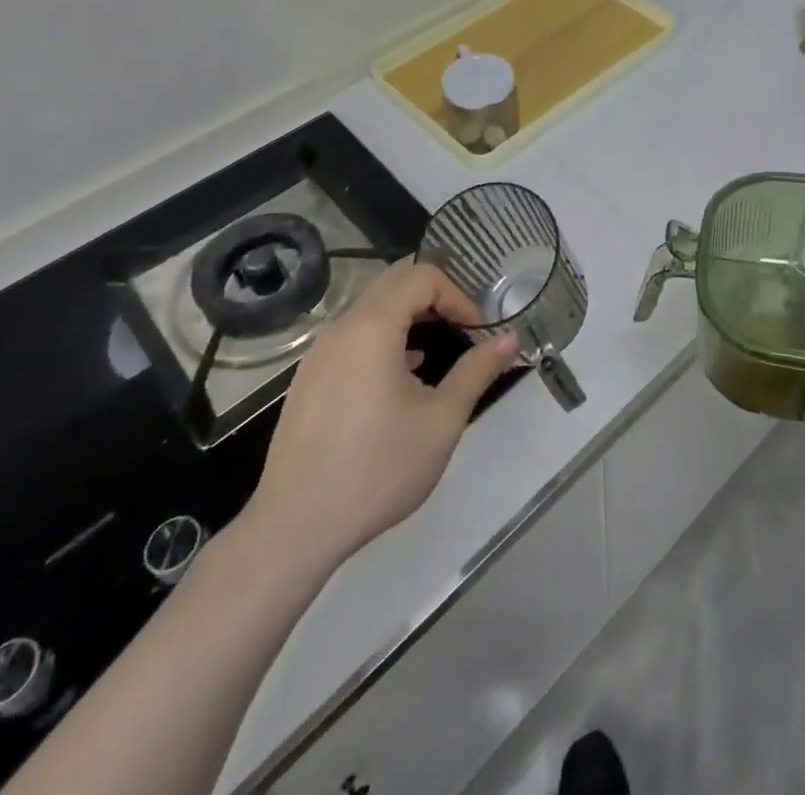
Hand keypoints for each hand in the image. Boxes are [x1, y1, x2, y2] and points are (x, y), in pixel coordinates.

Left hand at [237, 260, 519, 590]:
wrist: (294, 528)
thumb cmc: (377, 469)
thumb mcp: (442, 420)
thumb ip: (477, 371)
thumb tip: (510, 339)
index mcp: (372, 328)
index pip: (421, 276)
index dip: (457, 295)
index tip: (476, 332)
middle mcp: (340, 329)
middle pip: (393, 284)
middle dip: (435, 299)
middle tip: (461, 332)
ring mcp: (317, 355)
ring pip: (370, 311)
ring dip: (408, 319)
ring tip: (436, 356)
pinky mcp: (307, 381)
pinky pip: (352, 338)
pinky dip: (383, 340)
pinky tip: (399, 380)